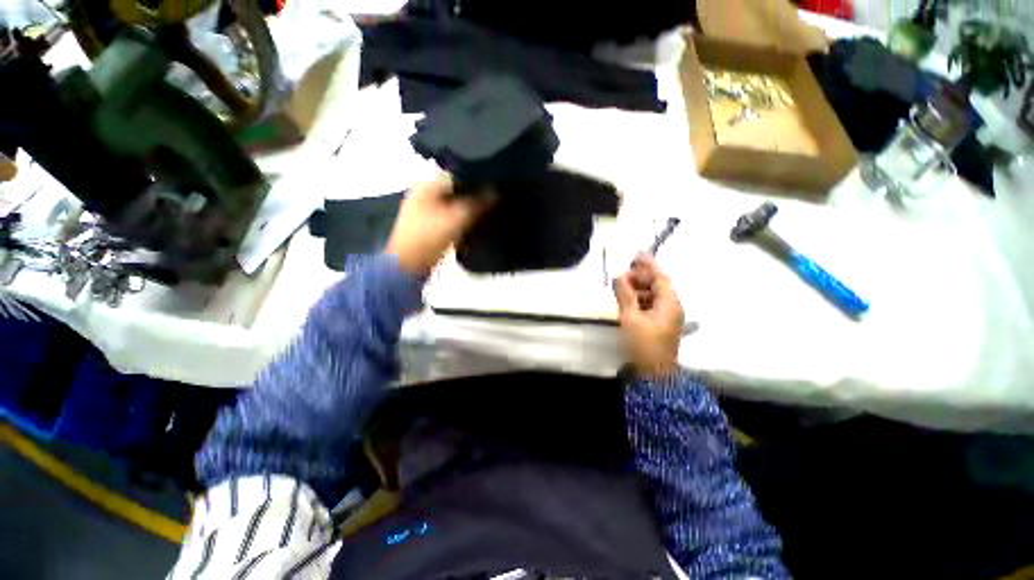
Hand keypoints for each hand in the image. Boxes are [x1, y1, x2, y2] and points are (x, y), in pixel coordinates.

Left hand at [385, 174, 492, 275]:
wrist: (408, 265)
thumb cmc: (429, 237)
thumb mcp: (457, 218)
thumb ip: (478, 204)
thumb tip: (497, 192)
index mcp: (426, 185)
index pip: (456, 174)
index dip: (476, 180)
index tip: (494, 187)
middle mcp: (423, 193)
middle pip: (455, 190)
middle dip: (473, 196)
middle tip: (492, 202)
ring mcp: (423, 210)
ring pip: (452, 204)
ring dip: (467, 209)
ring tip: (486, 213)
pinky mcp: (427, 225)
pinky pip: (448, 217)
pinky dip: (459, 220)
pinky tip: (471, 226)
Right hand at [613, 253, 684, 378]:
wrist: (654, 375)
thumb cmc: (644, 344)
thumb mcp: (631, 318)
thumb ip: (625, 295)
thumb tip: (619, 277)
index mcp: (669, 303)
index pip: (660, 277)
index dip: (648, 265)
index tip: (637, 253)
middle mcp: (671, 307)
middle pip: (657, 285)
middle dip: (640, 277)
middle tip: (622, 273)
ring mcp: (666, 317)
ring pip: (652, 295)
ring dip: (638, 289)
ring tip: (621, 286)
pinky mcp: (659, 325)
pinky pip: (649, 305)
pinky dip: (638, 300)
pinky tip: (626, 300)